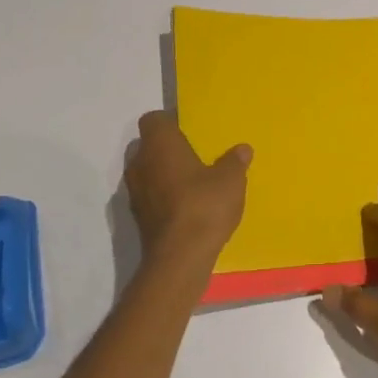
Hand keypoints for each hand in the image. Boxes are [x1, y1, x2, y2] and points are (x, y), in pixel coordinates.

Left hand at [124, 112, 251, 280]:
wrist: (179, 258)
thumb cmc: (204, 205)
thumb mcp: (231, 180)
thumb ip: (234, 161)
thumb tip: (241, 149)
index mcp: (159, 144)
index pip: (153, 119)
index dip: (170, 122)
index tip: (191, 131)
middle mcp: (140, 163)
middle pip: (149, 145)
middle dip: (169, 149)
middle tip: (196, 155)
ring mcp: (135, 192)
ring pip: (148, 172)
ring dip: (165, 174)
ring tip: (194, 182)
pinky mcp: (138, 217)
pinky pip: (151, 195)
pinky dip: (165, 196)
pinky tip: (188, 206)